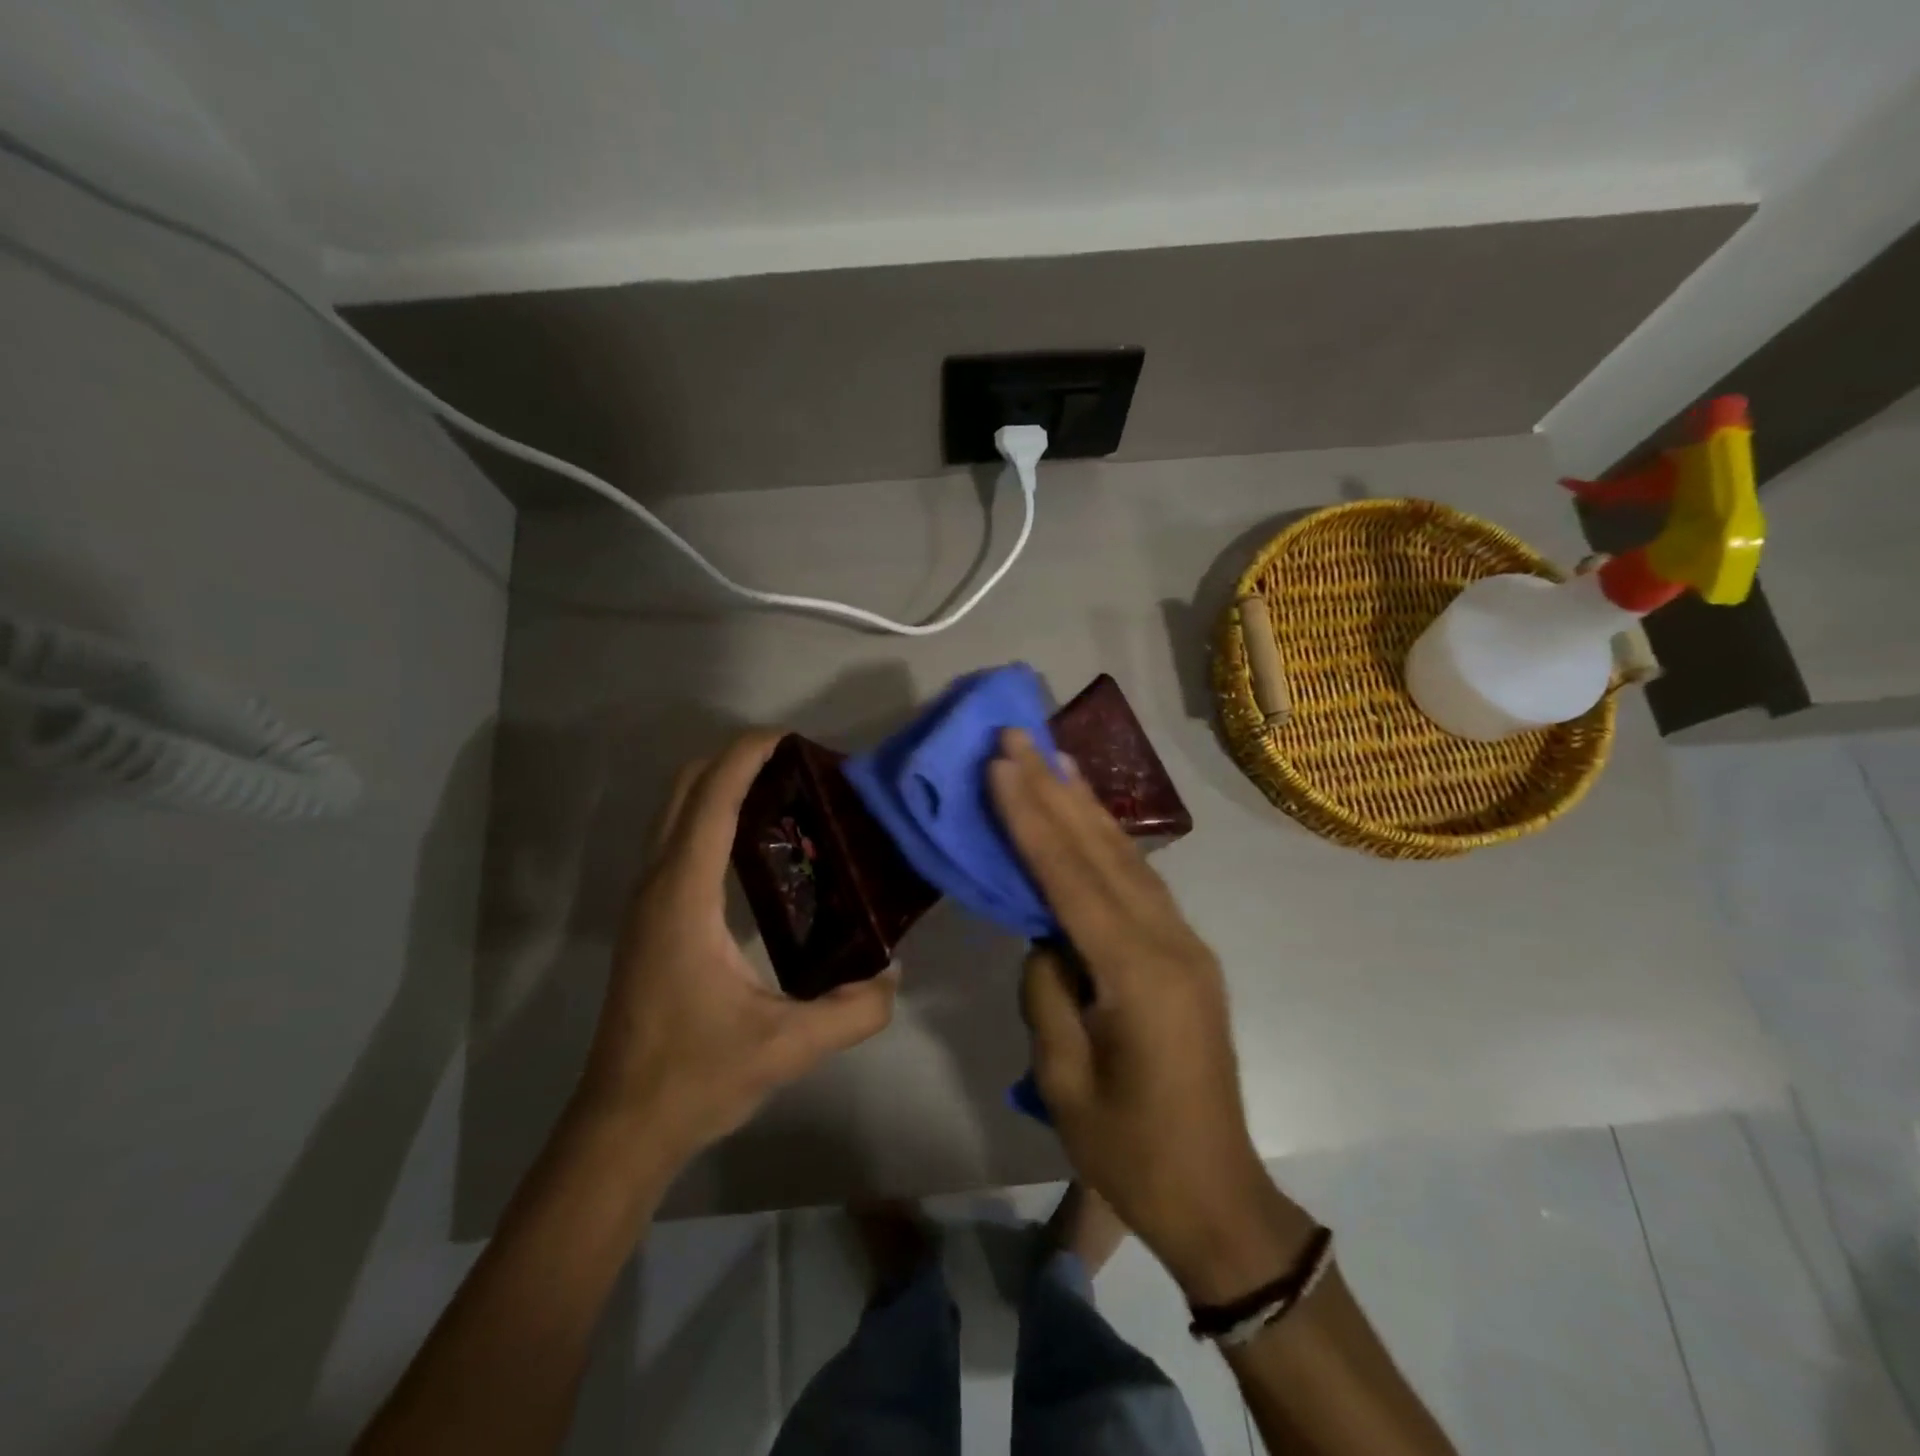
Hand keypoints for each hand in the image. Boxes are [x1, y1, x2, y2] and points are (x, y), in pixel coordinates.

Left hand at [576, 730, 897, 1163]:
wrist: (623, 1125)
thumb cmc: (695, 1076)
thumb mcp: (788, 1047)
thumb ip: (853, 1010)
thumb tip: (893, 974)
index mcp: (684, 897)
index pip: (711, 799)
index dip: (748, 756)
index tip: (792, 738)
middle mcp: (657, 884)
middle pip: (684, 789)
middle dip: (734, 761)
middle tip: (796, 767)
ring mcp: (647, 901)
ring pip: (675, 813)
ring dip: (720, 787)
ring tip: (784, 796)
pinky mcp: (649, 919)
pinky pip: (678, 842)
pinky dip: (711, 818)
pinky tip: (758, 849)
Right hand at [989, 730, 1311, 1301]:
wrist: (1218, 1196)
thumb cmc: (1132, 1152)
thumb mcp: (1065, 1081)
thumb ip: (1048, 993)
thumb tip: (1047, 937)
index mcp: (1137, 974)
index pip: (1071, 877)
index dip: (1031, 817)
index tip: (1001, 764)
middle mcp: (1169, 942)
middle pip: (1102, 851)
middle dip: (1055, 790)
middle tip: (1019, 735)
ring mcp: (1185, 945)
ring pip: (1127, 858)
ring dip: (1085, 805)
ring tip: (1053, 756)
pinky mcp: (1186, 954)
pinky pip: (1140, 885)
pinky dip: (1110, 843)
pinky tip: (1090, 819)